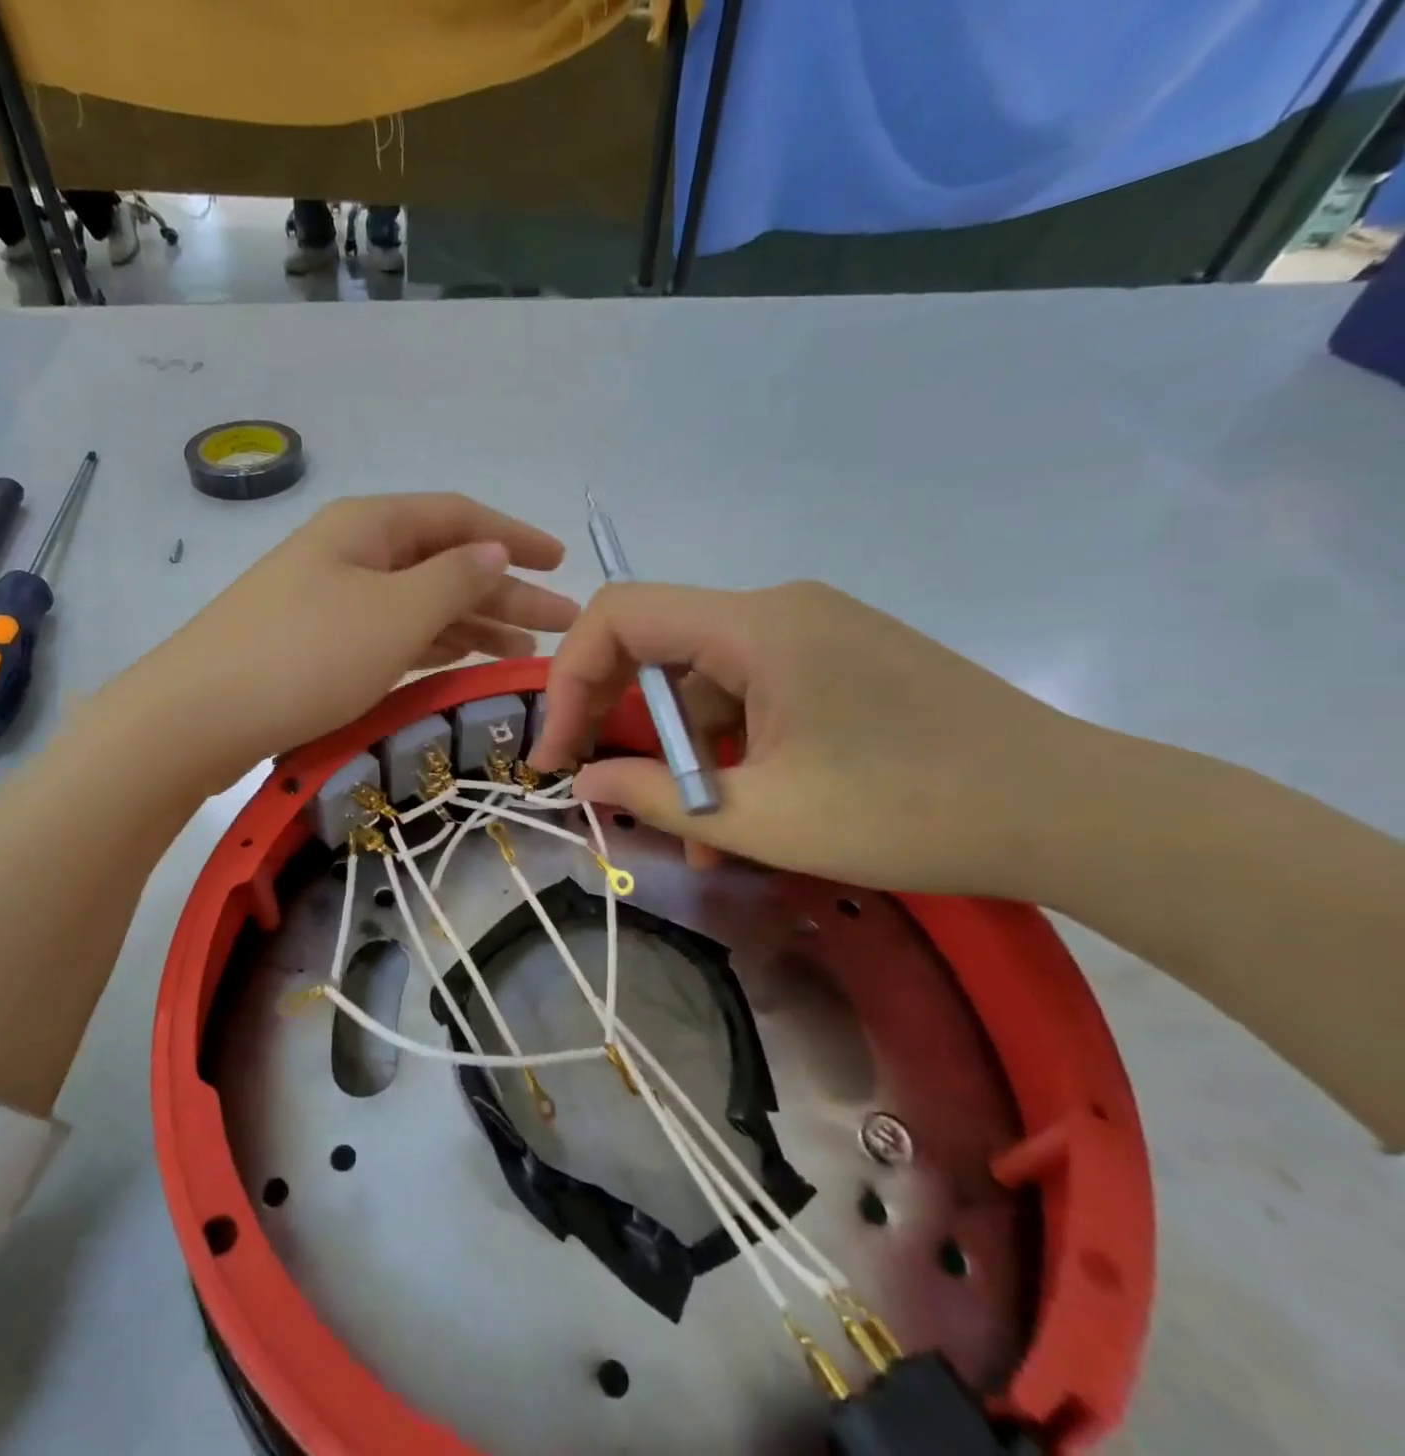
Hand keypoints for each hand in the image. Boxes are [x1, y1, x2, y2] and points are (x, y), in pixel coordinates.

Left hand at [139, 493, 577, 781]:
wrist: (194, 718)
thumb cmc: (303, 657)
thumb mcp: (392, 615)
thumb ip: (452, 581)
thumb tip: (493, 552)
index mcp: (369, 527)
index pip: (460, 518)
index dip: (514, 537)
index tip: (562, 561)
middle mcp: (352, 554)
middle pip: (445, 563)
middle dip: (506, 590)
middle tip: (562, 622)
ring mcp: (332, 600)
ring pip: (421, 603)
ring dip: (474, 622)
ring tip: (525, 649)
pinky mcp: (319, 645)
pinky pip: (394, 635)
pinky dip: (434, 646)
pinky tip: (461, 662)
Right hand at [527, 581, 1080, 897]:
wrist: (1074, 812)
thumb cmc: (909, 812)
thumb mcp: (762, 817)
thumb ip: (654, 795)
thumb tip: (583, 783)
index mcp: (756, 626)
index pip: (619, 615)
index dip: (569, 680)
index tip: (557, 754)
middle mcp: (779, 610)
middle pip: (659, 647)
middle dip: (620, 722)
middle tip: (602, 789)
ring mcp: (816, 634)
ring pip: (708, 684)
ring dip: (684, 754)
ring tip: (693, 837)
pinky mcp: (841, 662)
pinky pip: (755, 696)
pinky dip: (732, 750)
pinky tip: (745, 814)